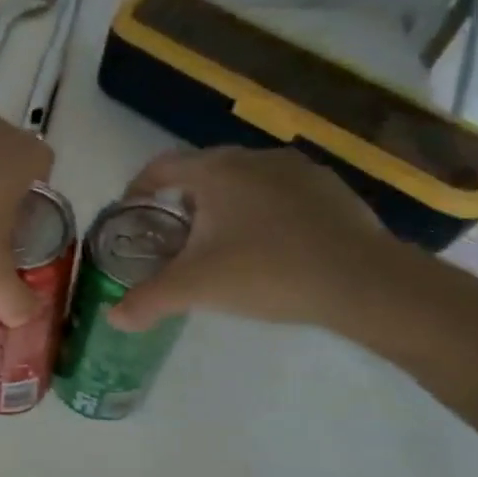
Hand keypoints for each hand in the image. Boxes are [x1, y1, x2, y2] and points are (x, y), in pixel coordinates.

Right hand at [109, 147, 392, 330]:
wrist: (365, 282)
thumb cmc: (266, 271)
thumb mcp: (195, 289)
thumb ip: (148, 301)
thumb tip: (112, 318)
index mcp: (215, 170)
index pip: (161, 166)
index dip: (139, 188)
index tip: (131, 213)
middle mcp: (253, 158)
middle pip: (202, 171)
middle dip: (183, 200)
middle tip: (175, 236)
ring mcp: (298, 170)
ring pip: (244, 181)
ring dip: (226, 204)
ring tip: (223, 243)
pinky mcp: (331, 189)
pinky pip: (281, 193)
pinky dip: (265, 212)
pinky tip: (272, 247)